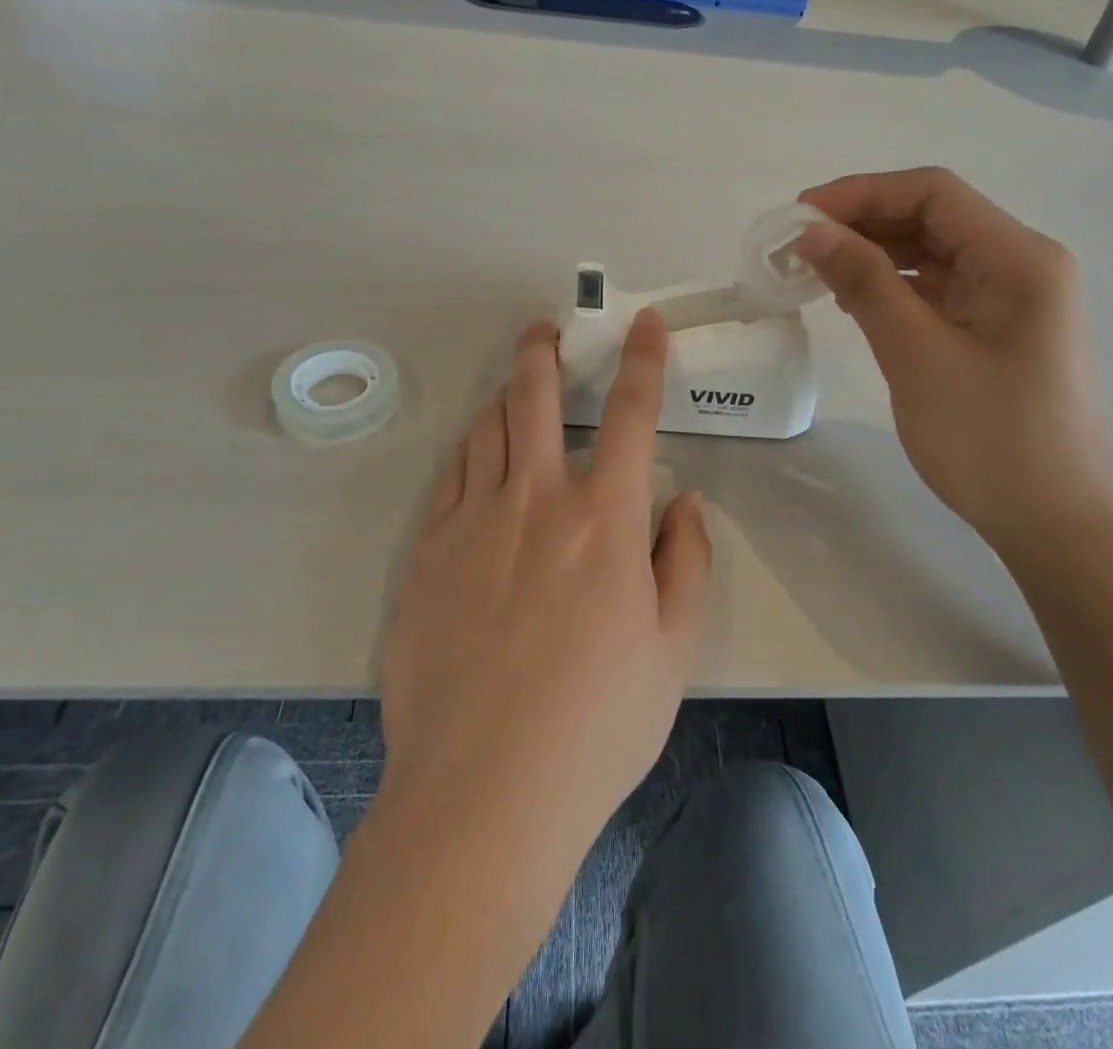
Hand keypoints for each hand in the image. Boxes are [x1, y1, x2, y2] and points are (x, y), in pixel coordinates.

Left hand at [377, 312, 709, 851]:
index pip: (633, 412)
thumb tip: (685, 503)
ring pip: (486, 428)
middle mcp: (536, 499)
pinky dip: (470, 452)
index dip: (645, 358)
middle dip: (543, 351)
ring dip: (505, 397)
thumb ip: (686, 561)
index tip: (646, 322)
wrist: (483, 792)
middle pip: (535, 396)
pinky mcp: (426, 552)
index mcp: (604, 518)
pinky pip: (450, 477)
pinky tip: (477, 460)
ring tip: (515, 391)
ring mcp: (472, 521)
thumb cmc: (597, 723)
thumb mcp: (673, 649)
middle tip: (544, 331)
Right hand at [797, 168, 1112, 550]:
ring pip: (934, 253)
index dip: (861, 193)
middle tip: (798, 246)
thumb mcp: (917, 354)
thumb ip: (865, 283)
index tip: (800, 216)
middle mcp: (1022, 264)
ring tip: (816, 271)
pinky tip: (854, 299)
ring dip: (876, 253)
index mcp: (1018, 258)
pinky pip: (941, 289)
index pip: (933, 193)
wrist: (1056, 524)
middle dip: (864, 222)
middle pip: (934, 217)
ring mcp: (1013, 299)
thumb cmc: (990, 438)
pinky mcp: (999, 330)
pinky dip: (895, 286)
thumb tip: (813, 232)